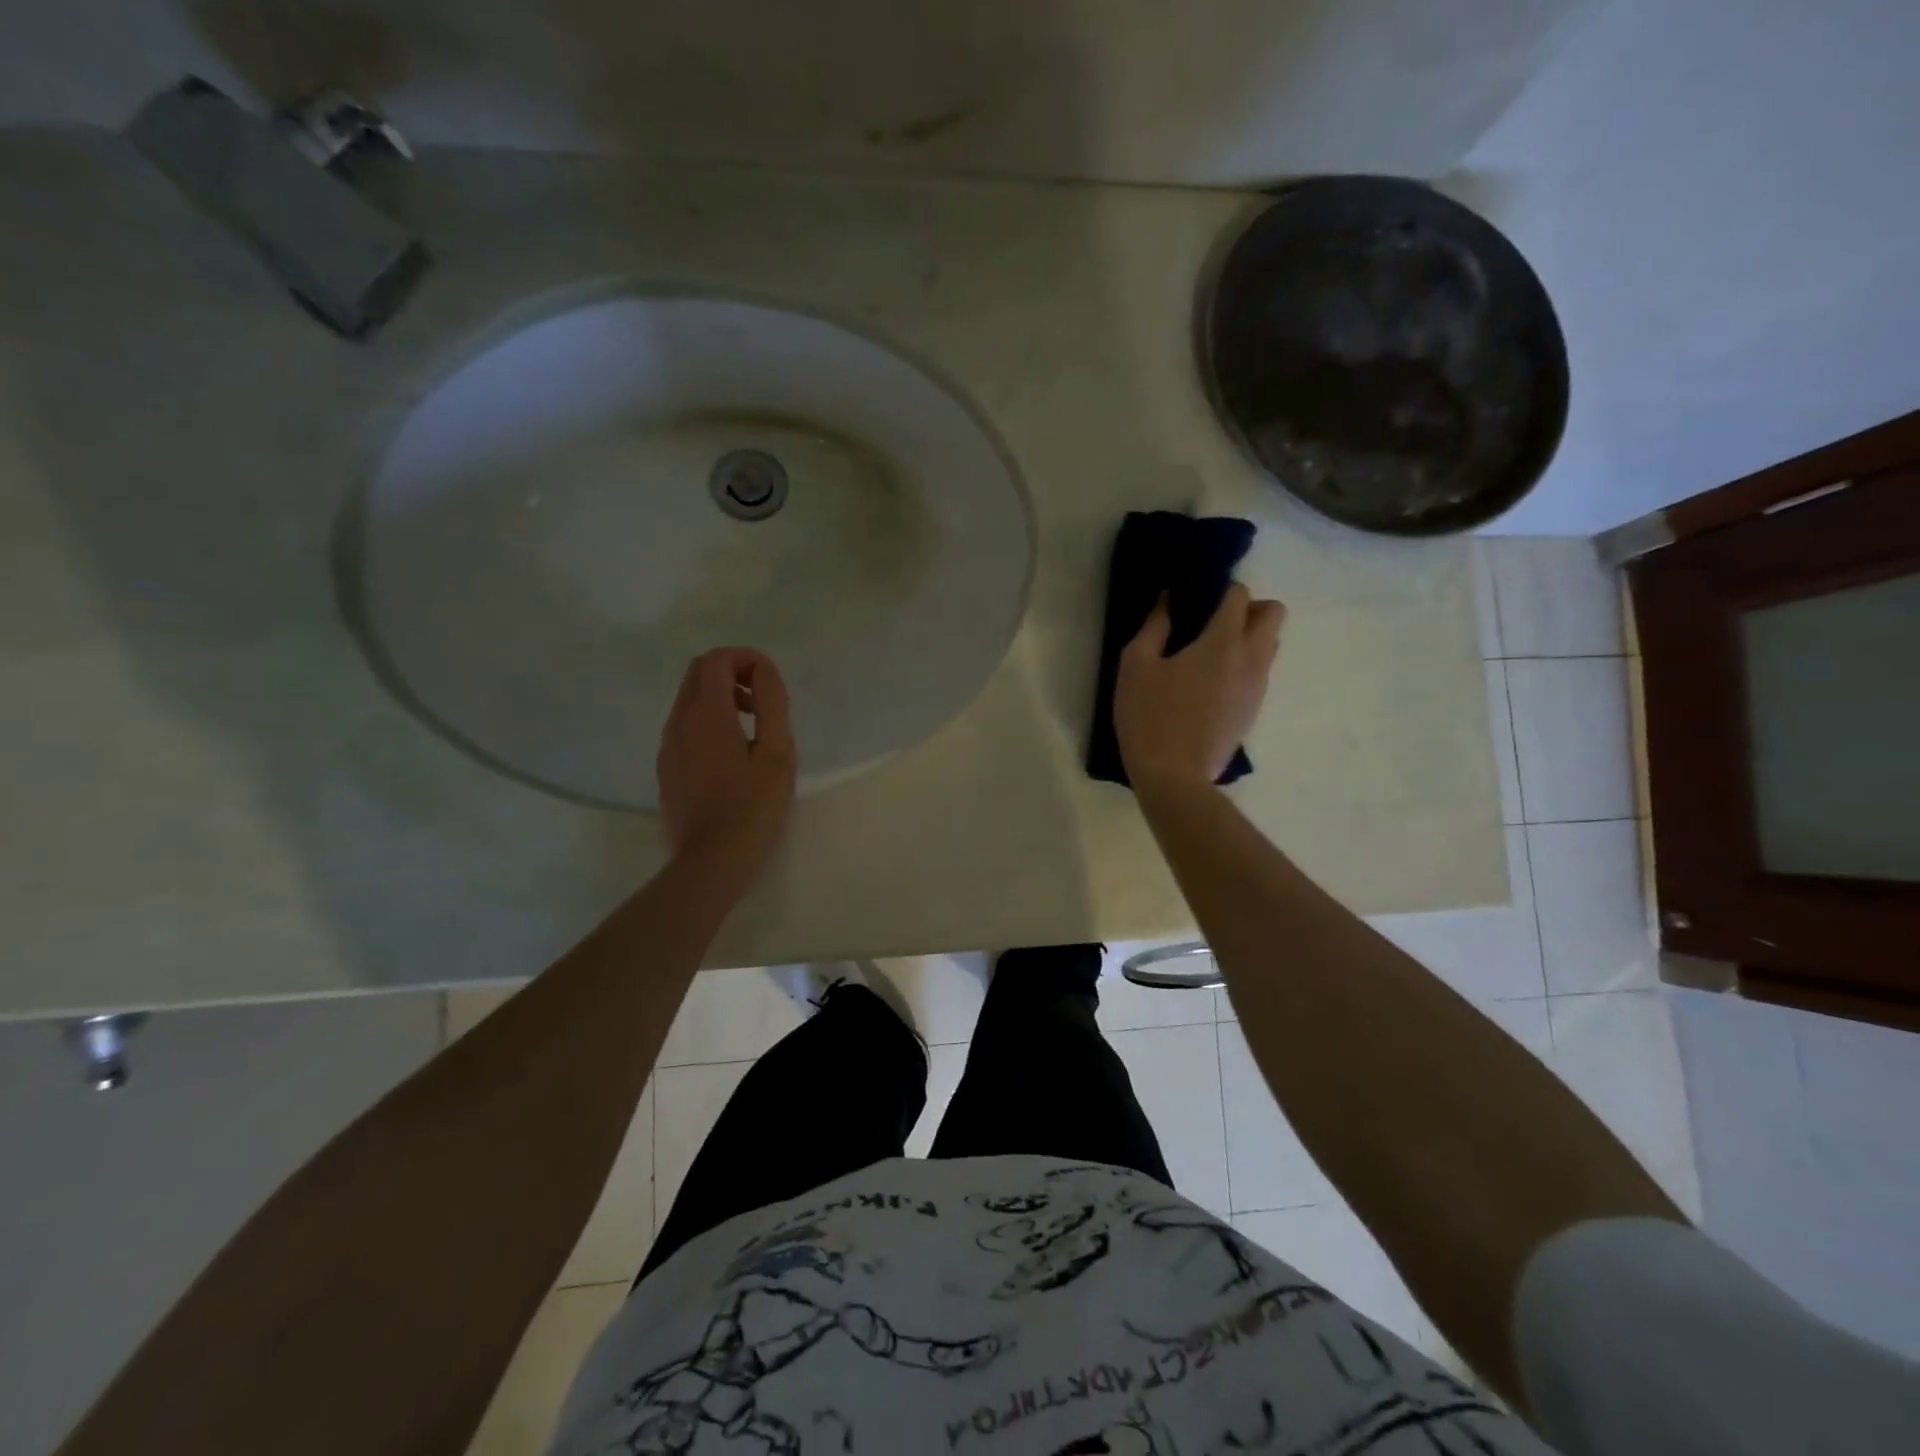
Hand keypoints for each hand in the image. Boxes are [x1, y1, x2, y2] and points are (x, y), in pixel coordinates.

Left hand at [656, 648, 797, 890]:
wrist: (711, 862)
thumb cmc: (753, 808)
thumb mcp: (777, 753)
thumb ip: (772, 703)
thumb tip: (764, 671)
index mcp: (707, 713)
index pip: (718, 659)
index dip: (748, 659)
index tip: (771, 684)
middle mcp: (679, 721)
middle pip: (698, 672)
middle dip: (733, 673)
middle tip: (762, 702)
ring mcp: (668, 746)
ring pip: (689, 699)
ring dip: (721, 698)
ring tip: (752, 731)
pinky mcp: (666, 768)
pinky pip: (685, 726)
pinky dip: (708, 722)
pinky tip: (732, 757)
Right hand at [1114, 583, 1283, 790]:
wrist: (1174, 776)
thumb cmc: (1149, 716)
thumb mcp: (1136, 666)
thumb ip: (1154, 627)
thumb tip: (1168, 600)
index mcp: (1222, 642)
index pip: (1240, 596)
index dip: (1221, 590)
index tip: (1198, 599)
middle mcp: (1251, 658)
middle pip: (1274, 614)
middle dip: (1249, 608)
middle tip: (1213, 622)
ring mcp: (1257, 687)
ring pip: (1271, 644)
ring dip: (1250, 637)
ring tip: (1211, 653)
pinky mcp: (1253, 710)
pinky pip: (1260, 673)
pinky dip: (1245, 666)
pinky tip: (1211, 683)